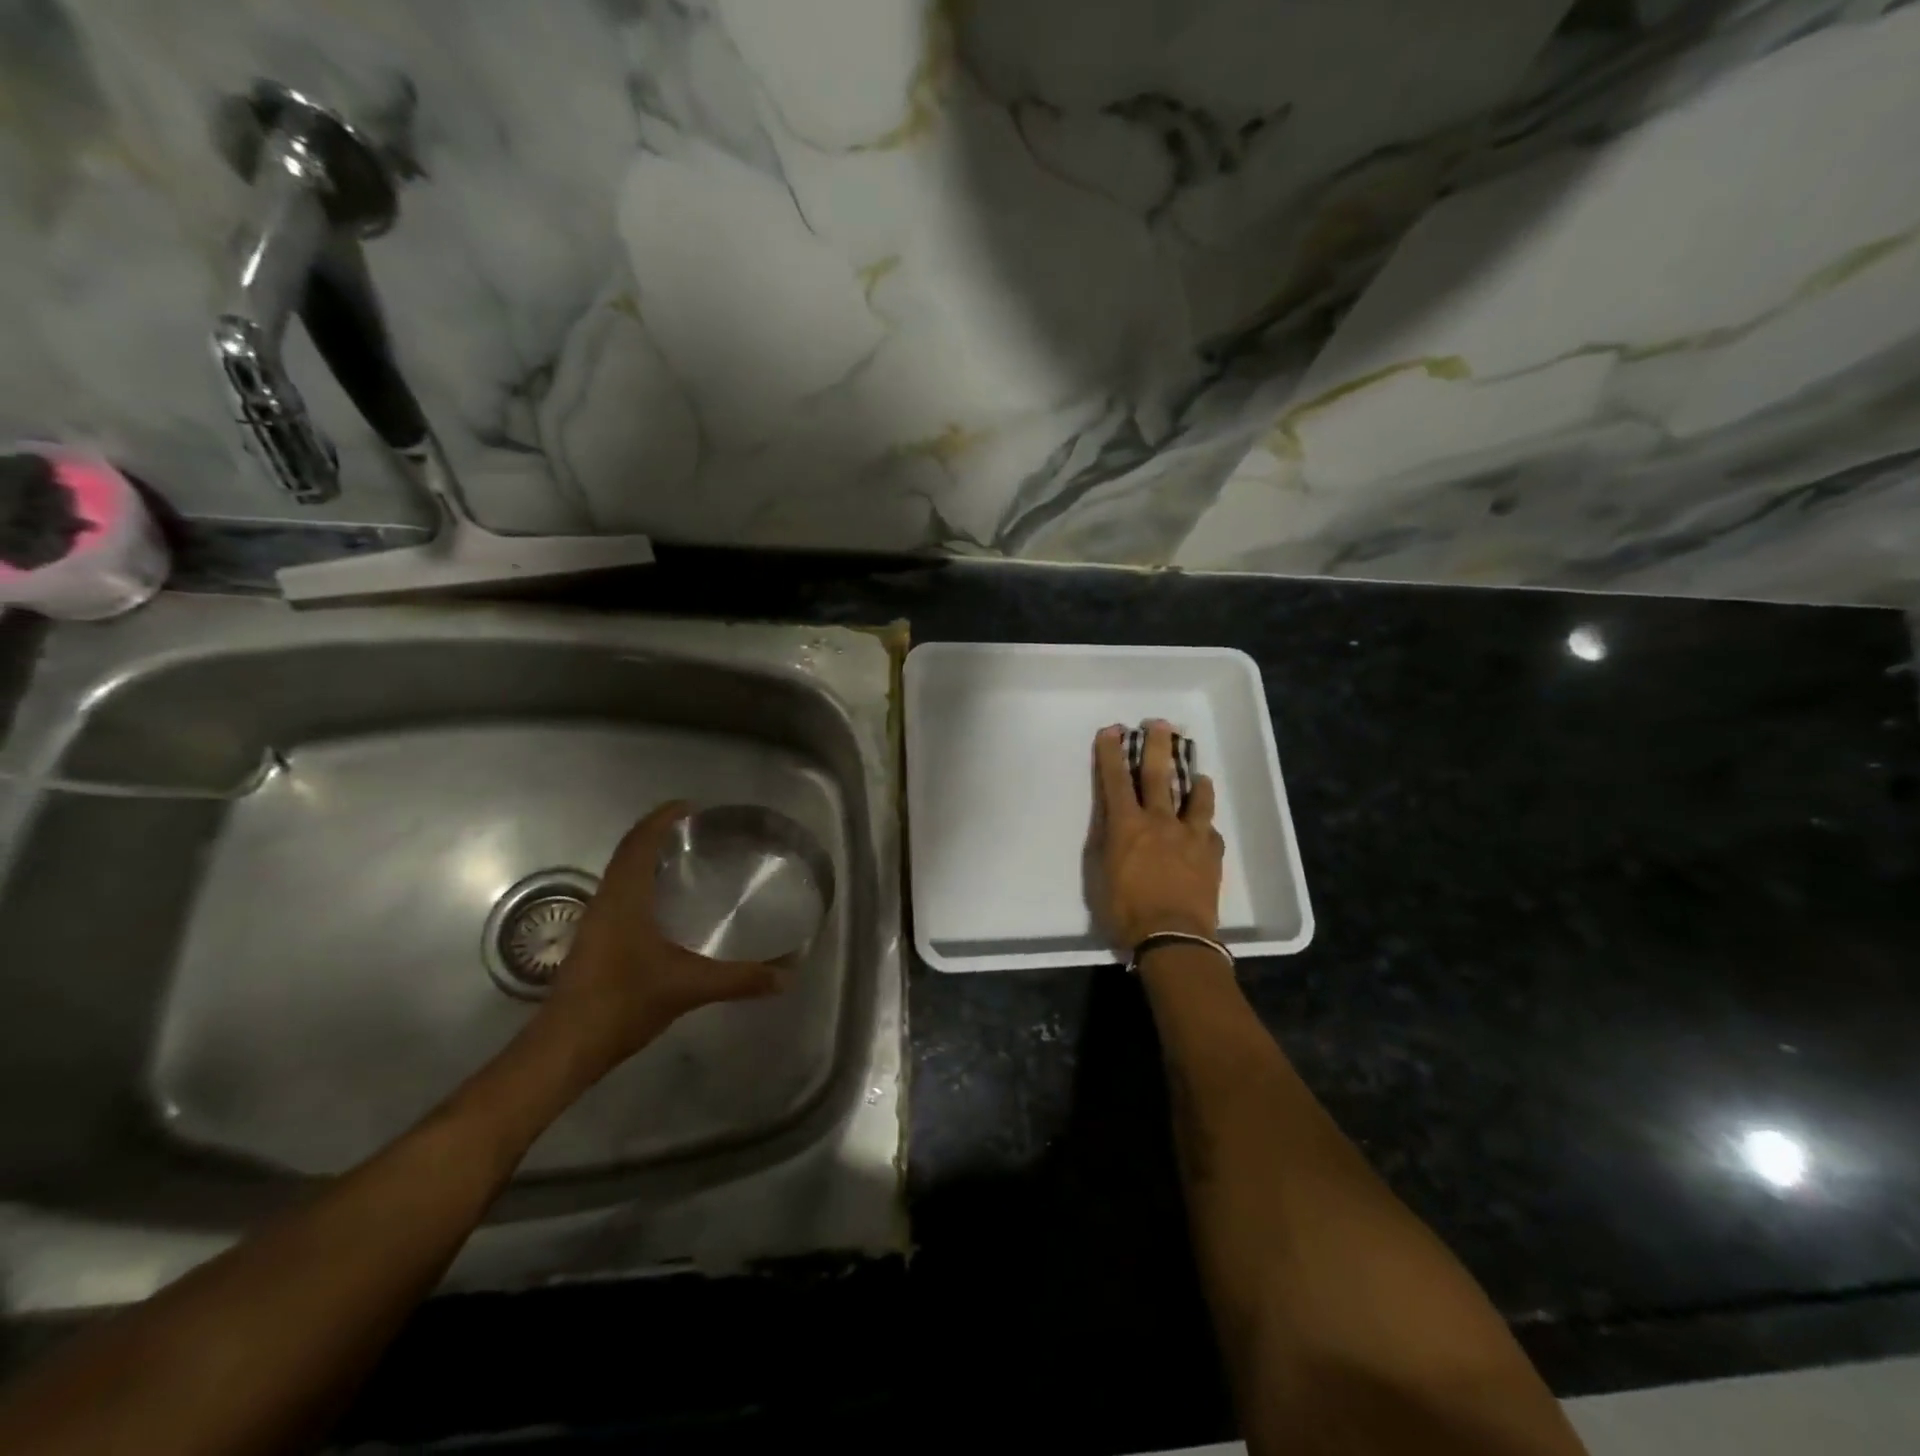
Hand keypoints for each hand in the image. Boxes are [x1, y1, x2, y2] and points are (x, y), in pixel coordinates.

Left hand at [538, 802, 786, 1079]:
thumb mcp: (689, 987)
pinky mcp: (595, 941)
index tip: (692, 807)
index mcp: (624, 897)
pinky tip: (667, 905)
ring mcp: (597, 921)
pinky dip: (643, 884)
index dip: (662, 818)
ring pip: (622, 874)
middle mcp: (607, 900)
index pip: (640, 841)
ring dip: (649, 858)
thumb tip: (787, 974)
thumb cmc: (623, 1003)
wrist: (565, 1048)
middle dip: (659, 834)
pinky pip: (621, 895)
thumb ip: (740, 979)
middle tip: (698, 831)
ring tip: (687, 860)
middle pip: (630, 852)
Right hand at [1090, 721, 1224, 950]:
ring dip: (1194, 780)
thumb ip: (1106, 839)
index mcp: (1127, 825)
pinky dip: (1206, 822)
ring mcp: (1190, 836)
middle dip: (1156, 746)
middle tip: (1160, 723)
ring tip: (1198, 772)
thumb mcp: (1099, 873)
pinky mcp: (1211, 854)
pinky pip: (1210, 830)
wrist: (1173, 937)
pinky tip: (1205, 824)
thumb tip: (1111, 818)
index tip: (1112, 730)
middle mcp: (1160, 822)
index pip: (1115, 780)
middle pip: (1158, 775)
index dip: (1111, 753)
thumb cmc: (1125, 910)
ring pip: (1196, 797)